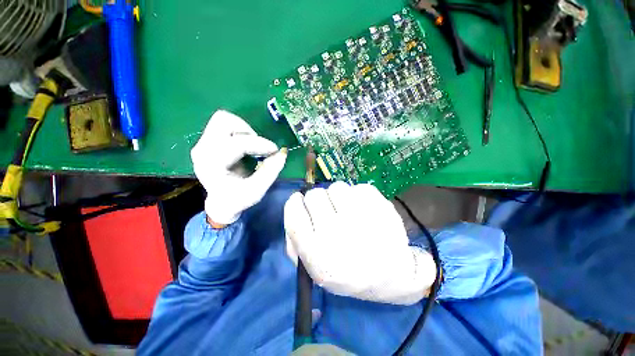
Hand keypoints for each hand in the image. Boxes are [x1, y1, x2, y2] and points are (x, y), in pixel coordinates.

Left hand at [191, 110, 286, 225]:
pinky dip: (239, 131)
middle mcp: (203, 149)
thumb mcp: (257, 190)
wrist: (221, 202)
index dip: (260, 144)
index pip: (237, 144)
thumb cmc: (238, 199)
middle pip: (224, 121)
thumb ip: (270, 171)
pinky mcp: (208, 141)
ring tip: (253, 145)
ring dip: (244, 129)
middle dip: (249, 131)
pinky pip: (224, 125)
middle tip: (260, 146)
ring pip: (223, 119)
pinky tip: (246, 145)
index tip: (275, 150)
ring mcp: (203, 143)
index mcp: (212, 165)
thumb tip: (282, 153)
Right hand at [284, 182, 436, 304]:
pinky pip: (358, 187)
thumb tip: (294, 209)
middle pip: (315, 195)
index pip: (295, 213)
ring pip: (337, 187)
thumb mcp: (314, 270)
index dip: (295, 203)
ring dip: (338, 196)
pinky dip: (357, 196)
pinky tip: (364, 211)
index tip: (300, 201)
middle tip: (327, 209)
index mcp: (317, 254)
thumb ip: (295, 243)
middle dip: (317, 200)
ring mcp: (362, 219)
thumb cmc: (348, 274)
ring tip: (347, 210)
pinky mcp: (381, 207)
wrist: (390, 276)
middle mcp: (338, 235)